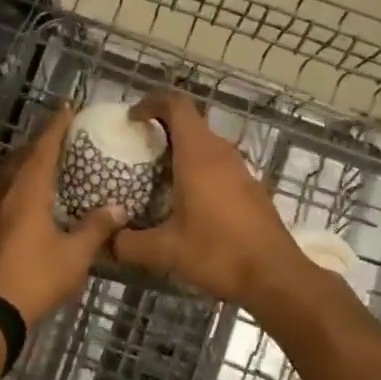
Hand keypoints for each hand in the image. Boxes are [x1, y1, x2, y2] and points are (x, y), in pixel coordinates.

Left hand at [0, 107, 122, 326]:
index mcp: (27, 190)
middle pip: (20, 157)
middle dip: (39, 143)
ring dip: (23, 164)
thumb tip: (118, 208)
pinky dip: (13, 186)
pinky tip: (22, 200)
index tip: (67, 108)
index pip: (43, 148)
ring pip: (5, 175)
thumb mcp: (75, 255)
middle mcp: (3, 191)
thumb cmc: (36, 276)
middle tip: (59, 137)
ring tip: (42, 165)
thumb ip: (96, 228)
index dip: (56, 126)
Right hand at [112, 93, 309, 310]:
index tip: (132, 119)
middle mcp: (221, 154)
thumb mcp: (165, 252)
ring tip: (156, 175)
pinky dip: (198, 169)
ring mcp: (240, 170)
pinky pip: (218, 165)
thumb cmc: (218, 254)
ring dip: (181, 150)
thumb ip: (128, 244)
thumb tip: (104, 242)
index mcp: (198, 155)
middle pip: (191, 123)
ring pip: (206, 145)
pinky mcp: (251, 188)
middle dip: (162, 128)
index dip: (152, 102)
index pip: (177, 105)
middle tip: (137, 149)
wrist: (275, 277)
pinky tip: (186, 201)